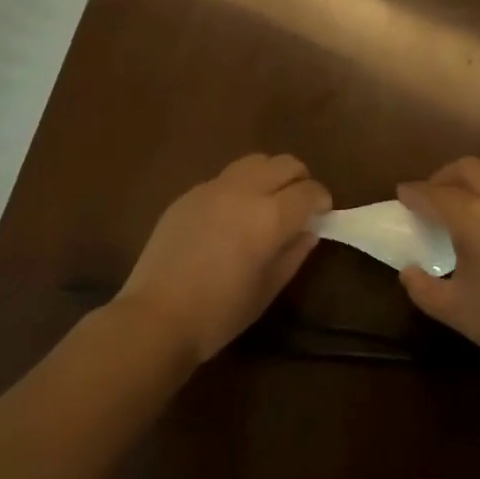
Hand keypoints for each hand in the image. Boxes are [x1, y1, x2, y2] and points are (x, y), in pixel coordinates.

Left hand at [115, 154, 331, 362]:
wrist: (156, 317)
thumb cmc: (220, 313)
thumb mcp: (269, 288)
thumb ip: (295, 252)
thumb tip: (309, 230)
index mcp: (269, 217)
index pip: (310, 191)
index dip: (322, 201)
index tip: (323, 215)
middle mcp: (244, 191)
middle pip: (285, 163)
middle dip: (300, 180)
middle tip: (299, 207)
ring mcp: (213, 188)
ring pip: (255, 161)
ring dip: (270, 176)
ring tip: (266, 204)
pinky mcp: (189, 193)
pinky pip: (226, 177)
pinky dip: (240, 187)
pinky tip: (231, 216)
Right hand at [397, 158, 479, 383]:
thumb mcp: (455, 311)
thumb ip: (423, 289)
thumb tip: (409, 272)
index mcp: (475, 219)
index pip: (435, 194)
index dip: (414, 193)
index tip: (402, 194)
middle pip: (468, 168)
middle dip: (444, 176)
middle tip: (432, 197)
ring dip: (477, 177)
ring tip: (468, 199)